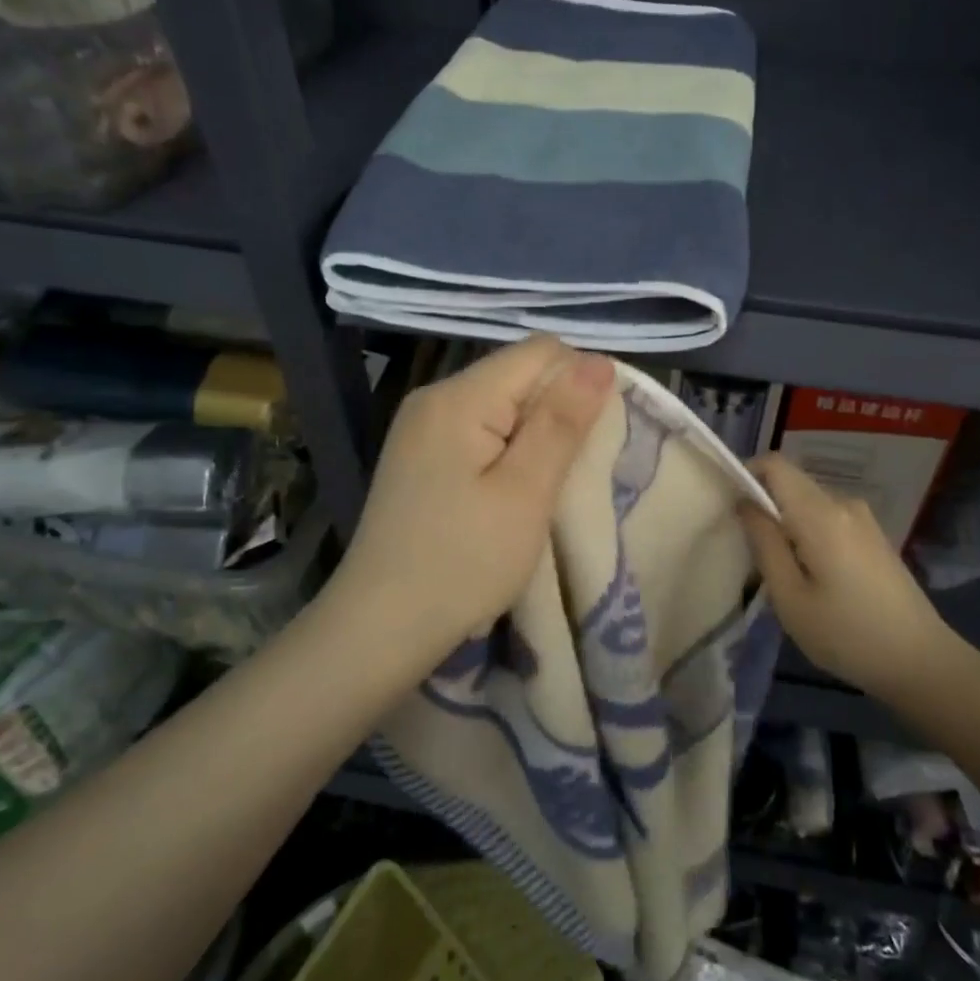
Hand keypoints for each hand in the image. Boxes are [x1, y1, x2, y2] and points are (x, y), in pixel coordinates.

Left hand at [328, 336, 614, 667]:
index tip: (593, 440)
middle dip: (557, 412)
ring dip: (534, 436)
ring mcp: (421, 428)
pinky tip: (509, 493)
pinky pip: (479, 431)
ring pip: (501, 405)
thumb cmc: (463, 562)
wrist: (381, 627)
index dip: (580, 383)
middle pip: (519, 375)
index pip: (541, 352)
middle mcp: (434, 398)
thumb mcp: (525, 492)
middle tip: (568, 474)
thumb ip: (562, 422)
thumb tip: (599, 361)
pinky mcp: (419, 457)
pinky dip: (507, 452)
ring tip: (543, 488)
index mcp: (459, 397)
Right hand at [739, 454, 959, 698]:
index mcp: (820, 513)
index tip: (729, 507)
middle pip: (792, 483)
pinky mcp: (873, 536)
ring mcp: (863, 519)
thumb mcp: (790, 596)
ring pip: (809, 503)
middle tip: (748, 549)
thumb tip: (744, 502)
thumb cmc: (846, 634)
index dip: (746, 474)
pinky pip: (828, 518)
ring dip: (786, 523)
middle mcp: (843, 504)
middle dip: (763, 504)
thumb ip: (764, 543)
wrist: (920, 661)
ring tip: (778, 570)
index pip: (775, 465)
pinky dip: (808, 533)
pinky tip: (810, 575)